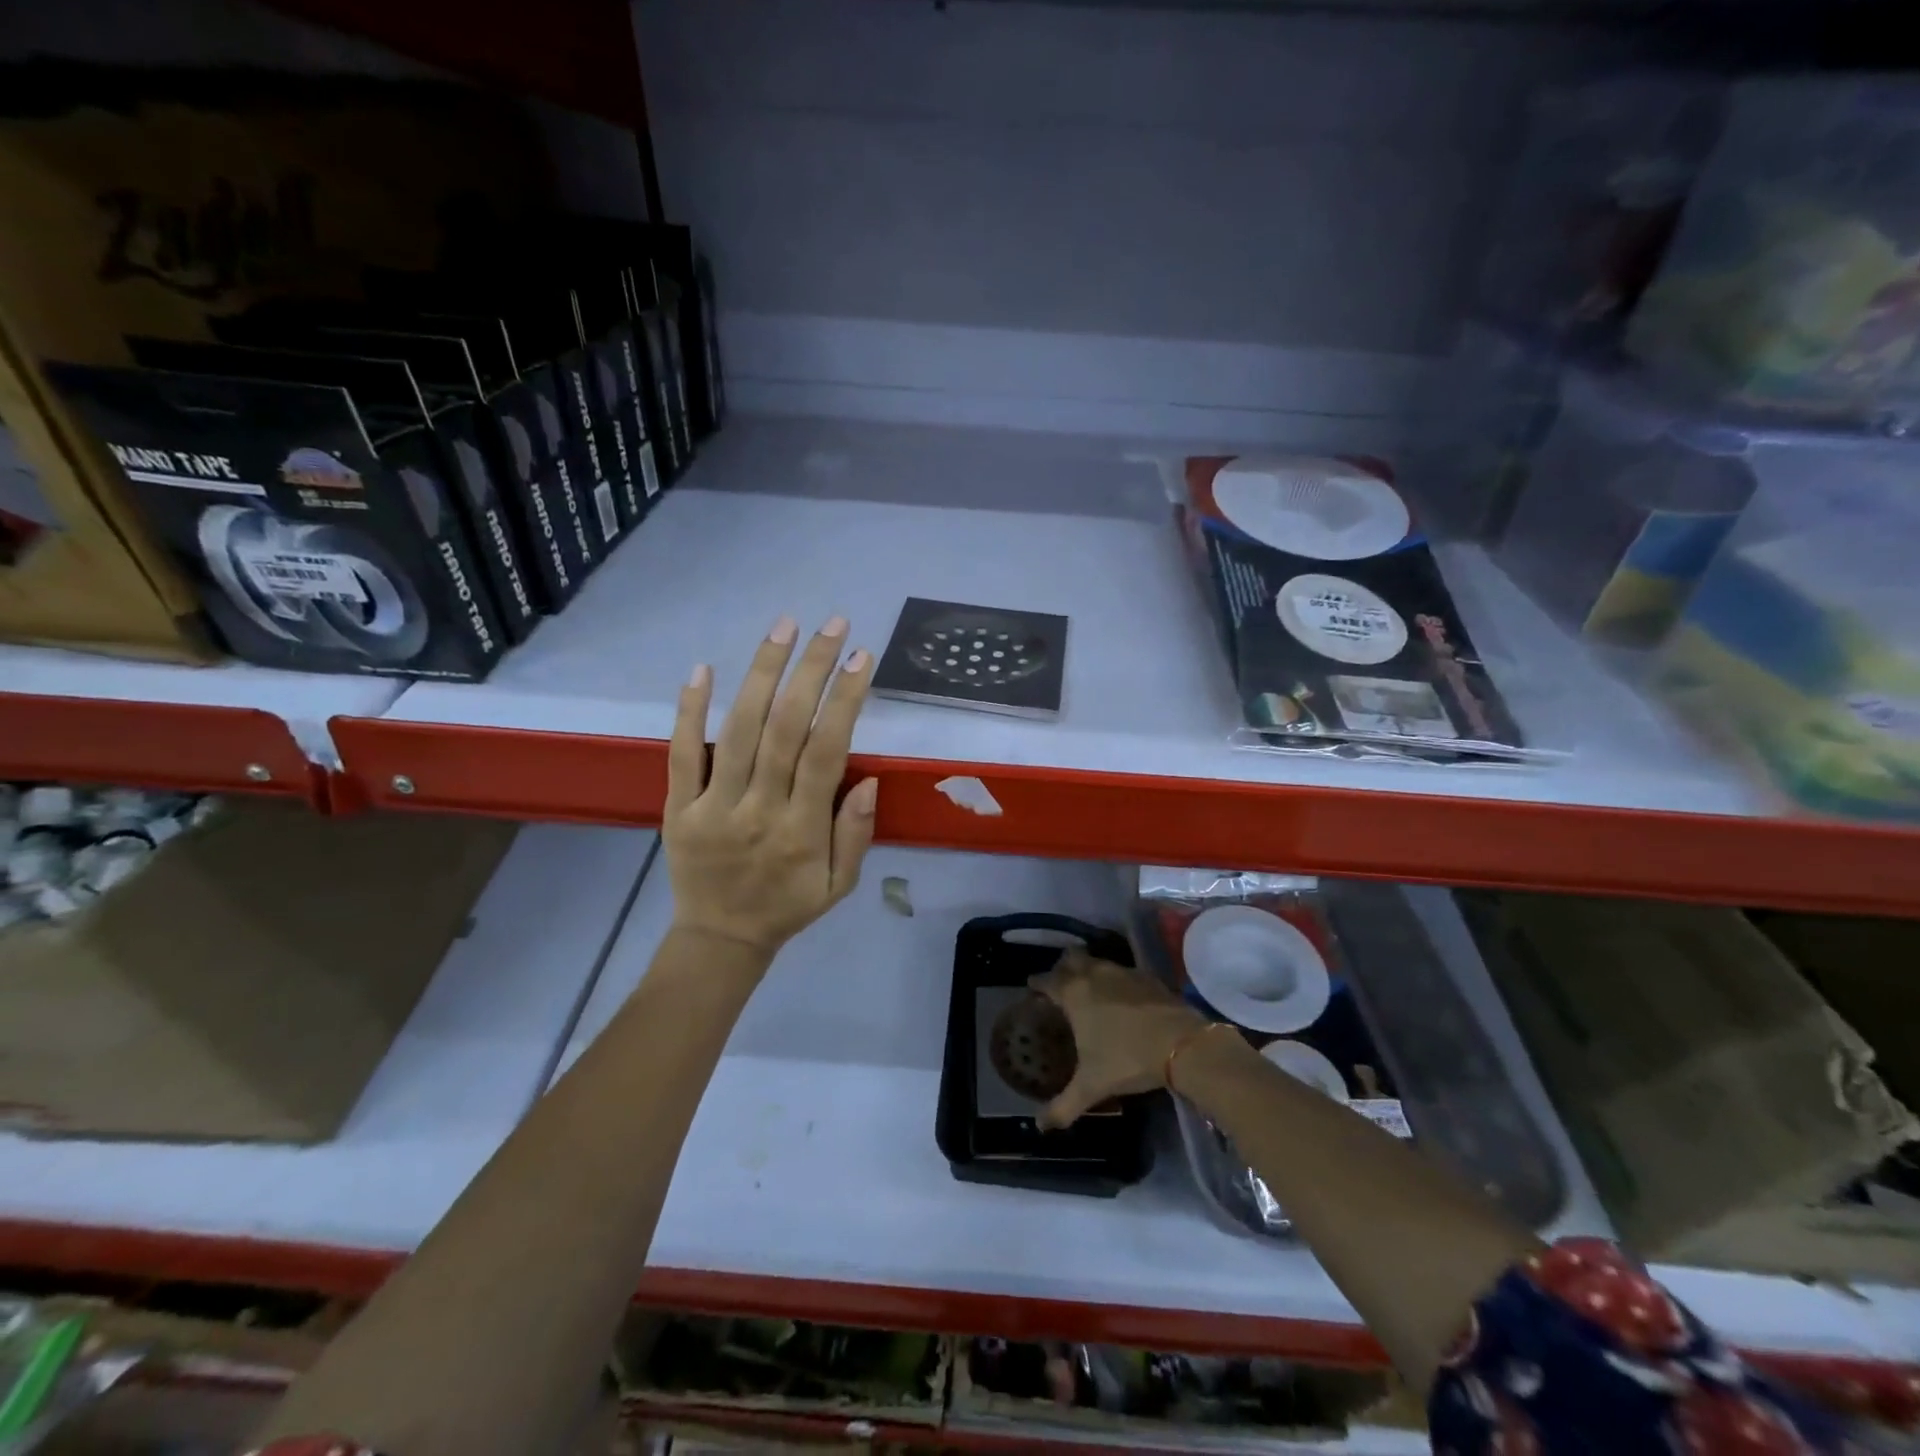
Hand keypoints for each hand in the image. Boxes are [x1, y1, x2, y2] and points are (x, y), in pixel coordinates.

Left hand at [665, 614, 878, 958]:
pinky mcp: (679, 806)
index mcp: (803, 830)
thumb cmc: (788, 906)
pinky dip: (690, 710)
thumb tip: (868, 778)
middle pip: (786, 729)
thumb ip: (855, 833)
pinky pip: (682, 753)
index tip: (861, 658)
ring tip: (783, 628)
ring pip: (740, 730)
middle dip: (811, 670)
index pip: (827, 752)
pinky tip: (703, 669)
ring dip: (763, 674)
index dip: (845, 700)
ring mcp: (714, 805)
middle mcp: (760, 809)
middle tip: (831, 626)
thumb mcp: (839, 884)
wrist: (719, 938)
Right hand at [1028, 949, 1207, 1129]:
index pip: (1046, 980)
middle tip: (1061, 986)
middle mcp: (1094, 975)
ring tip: (1091, 992)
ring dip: (1090, 971)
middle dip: (1063, 967)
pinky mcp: (1147, 977)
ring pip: (1098, 962)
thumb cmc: (1127, 1059)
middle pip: (1071, 958)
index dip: (1036, 983)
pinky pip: (1123, 972)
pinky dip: (1117, 980)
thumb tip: (1040, 1126)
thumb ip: (1063, 1107)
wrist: (1181, 1043)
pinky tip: (1123, 999)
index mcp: (1074, 994)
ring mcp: (1123, 972)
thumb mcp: (1091, 1087)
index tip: (1032, 989)